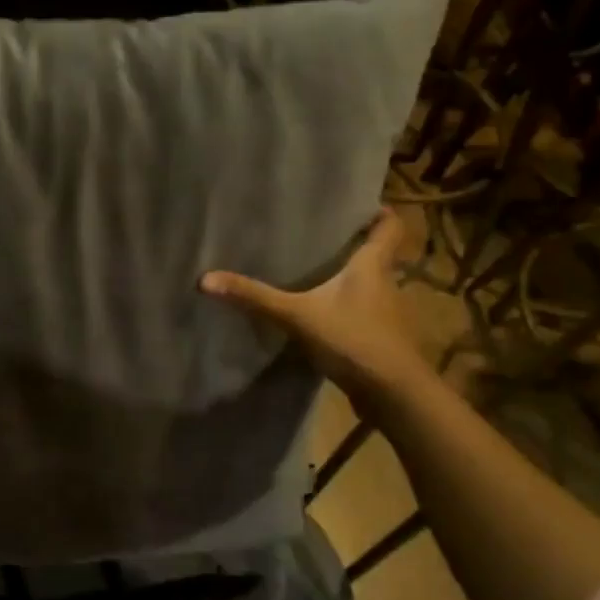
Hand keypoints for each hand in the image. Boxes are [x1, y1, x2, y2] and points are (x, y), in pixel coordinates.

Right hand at [200, 208, 427, 408]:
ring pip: (370, 286)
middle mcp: (386, 283)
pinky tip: (320, 316)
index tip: (357, 205)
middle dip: (353, 246)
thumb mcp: (297, 316)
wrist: (393, 394)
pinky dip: (345, 311)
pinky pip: (362, 315)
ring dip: (349, 281)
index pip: (389, 226)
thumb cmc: (353, 340)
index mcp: (373, 265)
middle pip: (377, 255)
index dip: (379, 213)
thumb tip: (205, 279)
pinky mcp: (379, 340)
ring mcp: (386, 314)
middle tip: (320, 237)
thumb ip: (255, 298)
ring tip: (315, 274)